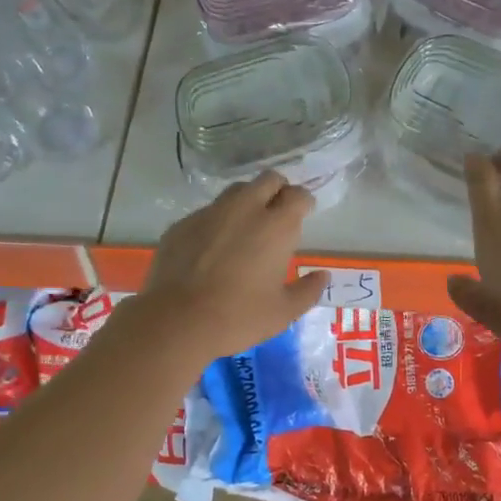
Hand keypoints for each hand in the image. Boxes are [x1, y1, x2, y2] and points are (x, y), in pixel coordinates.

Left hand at [139, 171, 328, 358]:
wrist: (177, 321)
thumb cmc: (240, 317)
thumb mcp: (284, 312)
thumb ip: (308, 290)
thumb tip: (322, 276)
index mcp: (276, 226)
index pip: (298, 195)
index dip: (304, 202)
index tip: (304, 214)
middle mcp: (245, 209)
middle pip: (268, 179)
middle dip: (278, 190)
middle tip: (278, 213)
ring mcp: (210, 213)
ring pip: (236, 191)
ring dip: (248, 201)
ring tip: (246, 227)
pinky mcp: (182, 224)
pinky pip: (207, 212)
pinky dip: (217, 222)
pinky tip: (213, 247)